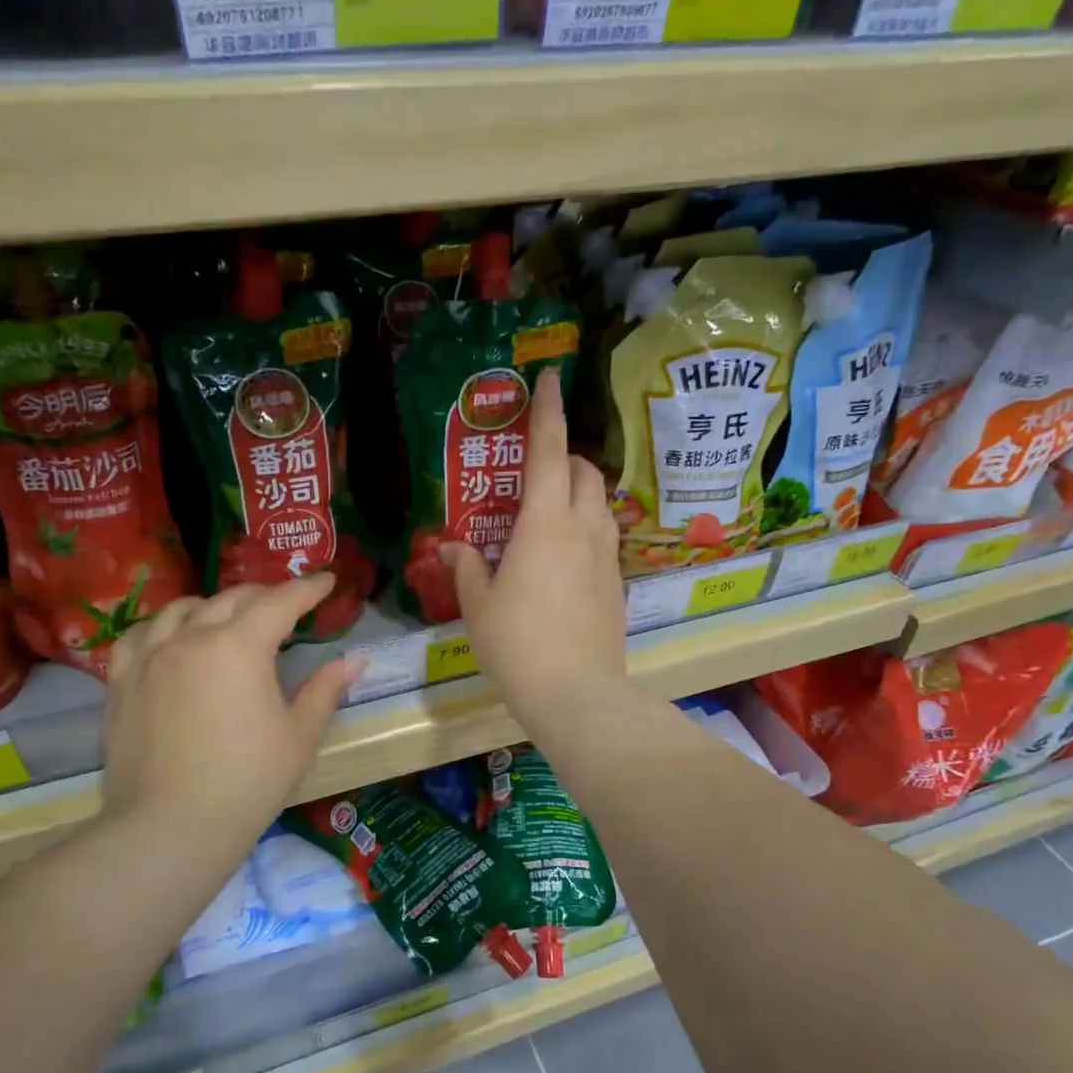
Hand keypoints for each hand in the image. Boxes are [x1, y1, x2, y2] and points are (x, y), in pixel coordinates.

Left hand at [103, 576, 362, 866]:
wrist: (170, 829)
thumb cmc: (248, 782)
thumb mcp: (299, 736)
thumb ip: (326, 690)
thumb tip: (354, 660)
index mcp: (240, 646)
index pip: (280, 602)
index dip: (307, 589)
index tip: (325, 581)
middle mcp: (192, 637)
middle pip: (232, 599)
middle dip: (265, 595)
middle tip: (286, 605)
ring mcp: (150, 657)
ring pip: (182, 608)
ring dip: (213, 605)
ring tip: (228, 618)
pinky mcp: (122, 681)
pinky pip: (140, 635)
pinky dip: (163, 626)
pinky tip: (171, 638)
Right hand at [442, 365, 627, 728]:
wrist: (577, 694)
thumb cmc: (517, 645)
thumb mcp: (478, 606)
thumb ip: (467, 569)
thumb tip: (455, 549)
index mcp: (545, 523)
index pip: (550, 451)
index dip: (548, 411)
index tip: (550, 378)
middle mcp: (583, 528)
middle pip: (584, 471)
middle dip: (565, 456)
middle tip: (536, 470)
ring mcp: (607, 556)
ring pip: (600, 502)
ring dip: (579, 491)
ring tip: (551, 511)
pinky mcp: (618, 583)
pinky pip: (605, 536)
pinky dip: (587, 527)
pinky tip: (565, 556)